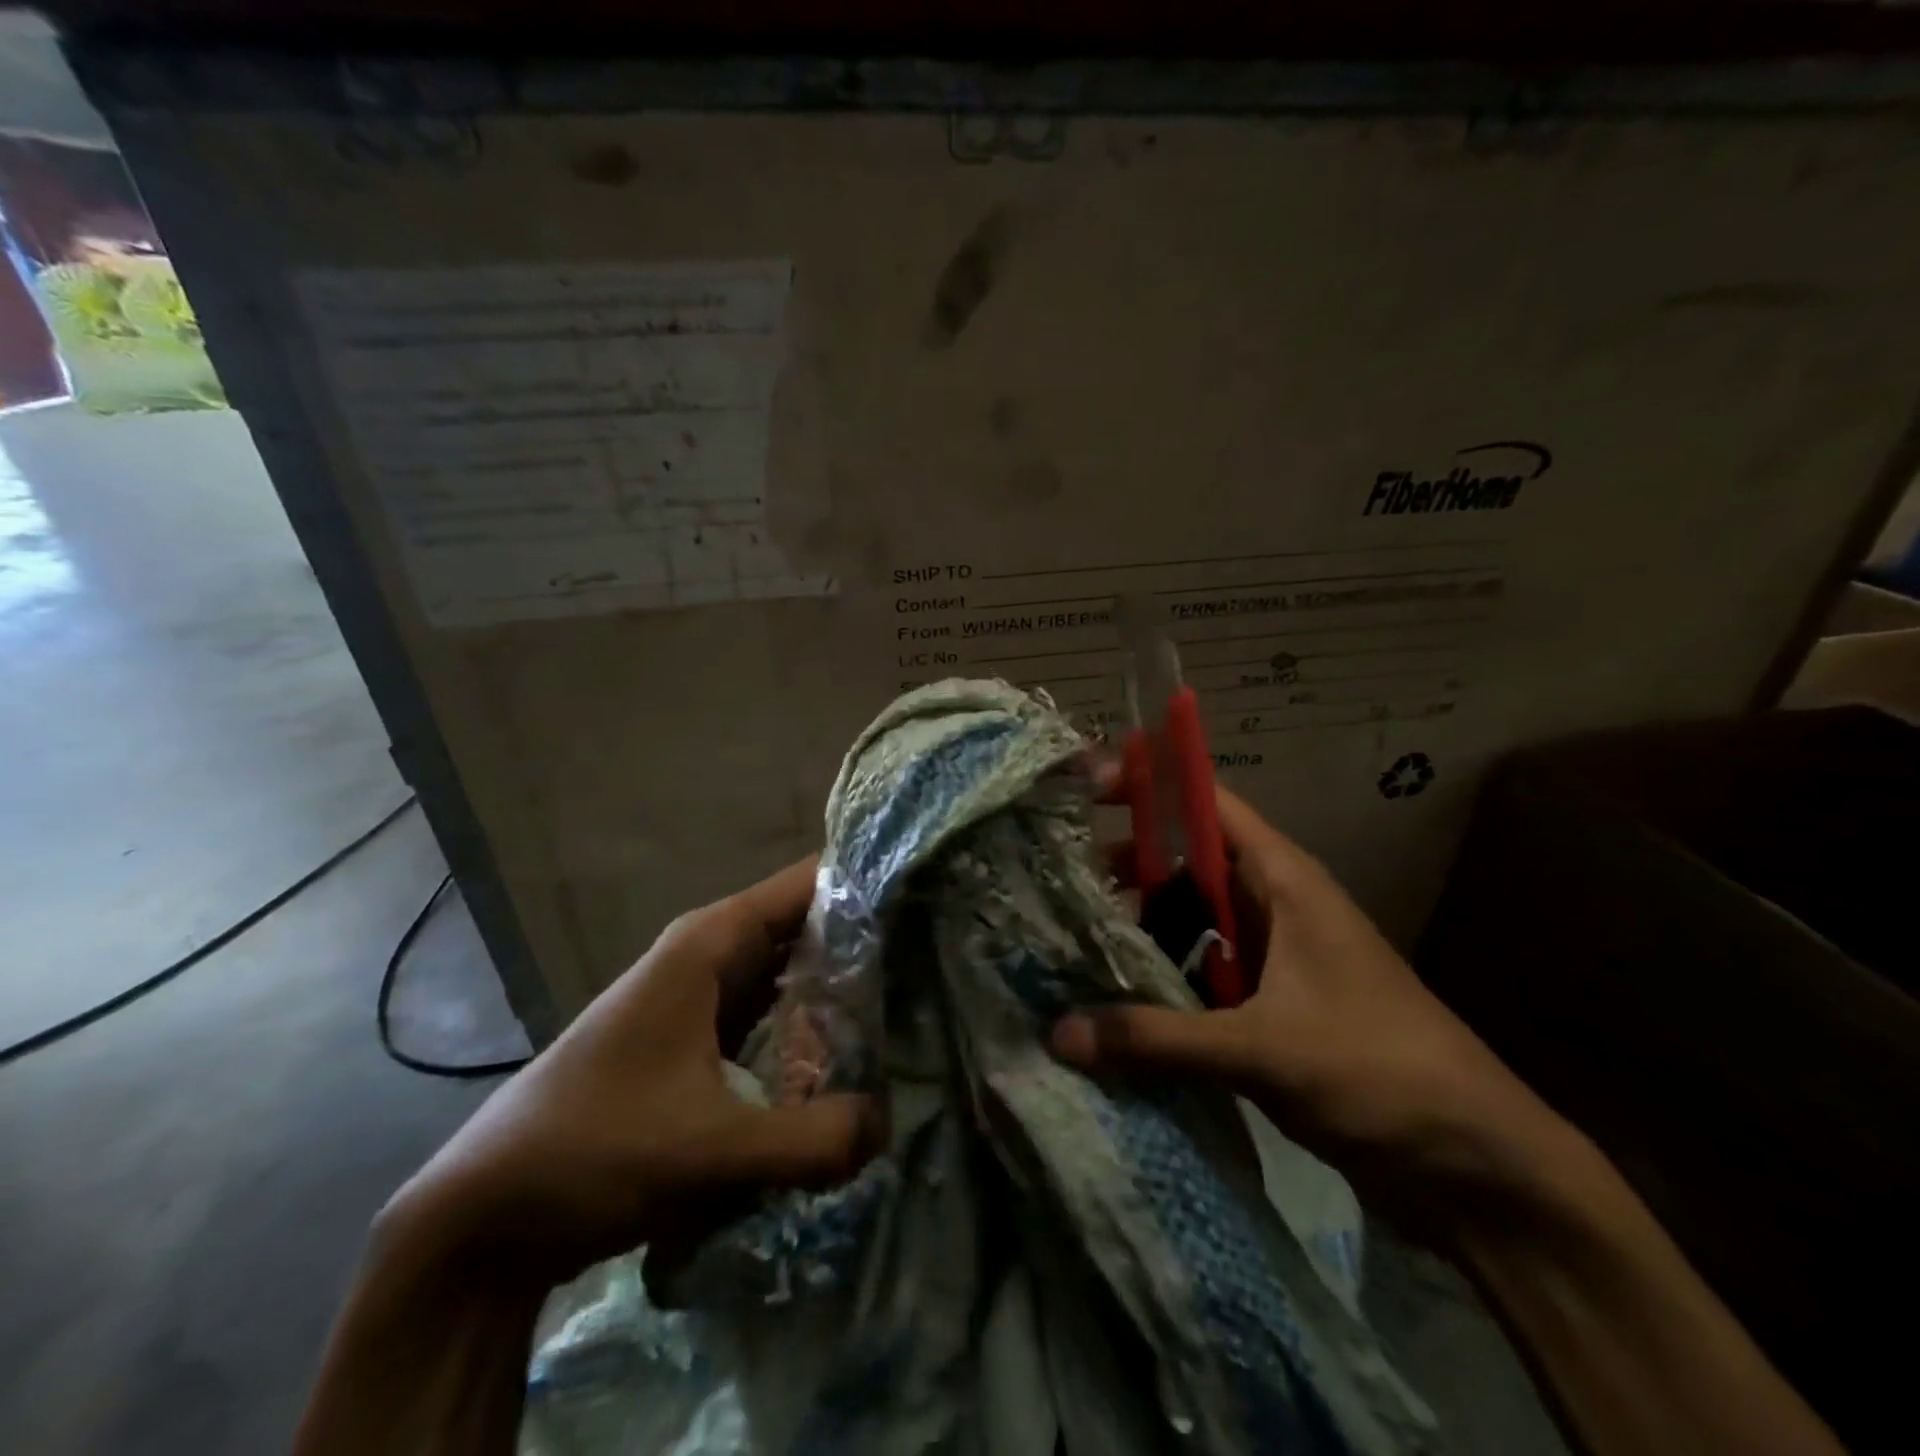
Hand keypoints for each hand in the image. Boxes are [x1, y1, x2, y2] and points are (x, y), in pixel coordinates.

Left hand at [380, 858, 884, 1287]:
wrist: (484, 1216)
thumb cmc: (592, 1151)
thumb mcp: (711, 1150)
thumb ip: (812, 1139)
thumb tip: (888, 1123)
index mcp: (711, 942)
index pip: (808, 883)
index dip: (867, 882)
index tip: (929, 896)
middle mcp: (707, 953)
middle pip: (805, 925)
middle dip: (866, 940)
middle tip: (937, 959)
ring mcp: (698, 995)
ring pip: (787, 971)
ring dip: (839, 987)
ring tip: (911, 1001)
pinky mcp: (693, 1038)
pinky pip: (768, 1012)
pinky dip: (807, 1023)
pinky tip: (847, 1053)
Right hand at [1052, 784, 1567, 1210]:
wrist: (1479, 1169)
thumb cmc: (1380, 1072)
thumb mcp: (1263, 1049)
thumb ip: (1158, 1039)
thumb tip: (1058, 1034)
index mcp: (1284, 881)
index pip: (1208, 804)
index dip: (1150, 785)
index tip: (1084, 790)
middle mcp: (1273, 906)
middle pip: (1186, 863)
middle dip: (1127, 868)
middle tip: (1059, 882)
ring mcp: (1272, 959)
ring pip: (1190, 923)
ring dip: (1141, 930)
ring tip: (1074, 941)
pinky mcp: (1269, 1008)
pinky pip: (1200, 976)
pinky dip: (1161, 982)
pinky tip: (1117, 1002)